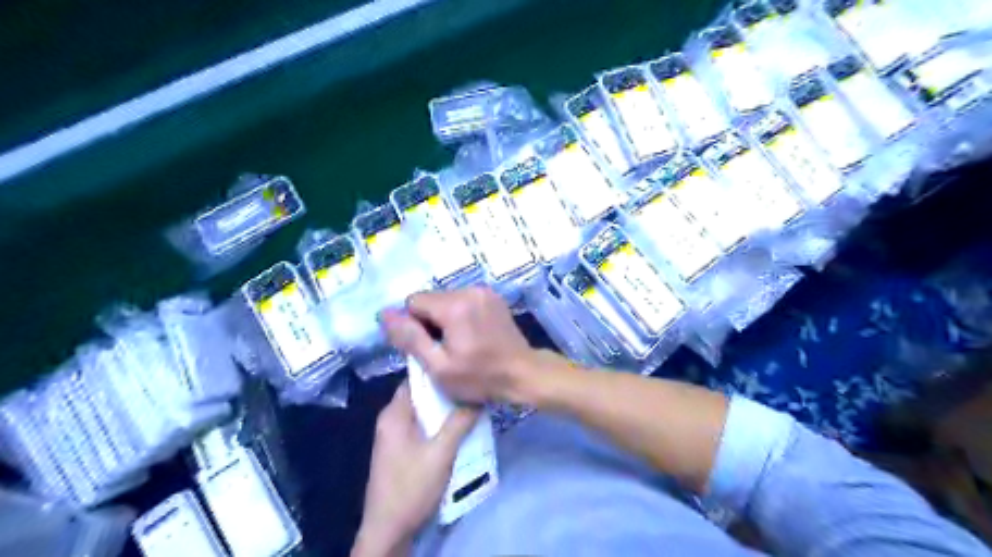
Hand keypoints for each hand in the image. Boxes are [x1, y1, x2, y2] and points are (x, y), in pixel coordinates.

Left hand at [354, 383, 478, 556]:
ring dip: (445, 411)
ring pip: (424, 413)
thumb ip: (459, 422)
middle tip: (473, 387)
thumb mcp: (440, 453)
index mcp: (394, 414)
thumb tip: (477, 395)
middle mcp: (391, 420)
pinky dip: (439, 425)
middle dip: (446, 392)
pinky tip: (459, 429)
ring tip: (472, 405)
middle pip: (421, 395)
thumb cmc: (411, 486)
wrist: (388, 531)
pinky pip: (423, 428)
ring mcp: (395, 437)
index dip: (438, 371)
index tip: (462, 366)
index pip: (415, 378)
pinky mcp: (401, 451)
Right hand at [382, 287, 541, 405]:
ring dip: (444, 318)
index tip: (430, 348)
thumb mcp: (439, 367)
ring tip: (459, 343)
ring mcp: (484, 291)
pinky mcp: (492, 296)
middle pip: (430, 299)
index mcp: (455, 305)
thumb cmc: (480, 377)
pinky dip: (459, 314)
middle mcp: (469, 289)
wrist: (523, 374)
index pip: (413, 302)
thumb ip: (410, 338)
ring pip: (445, 299)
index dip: (415, 326)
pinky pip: (462, 300)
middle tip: (444, 349)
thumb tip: (384, 314)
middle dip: (429, 321)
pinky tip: (471, 335)